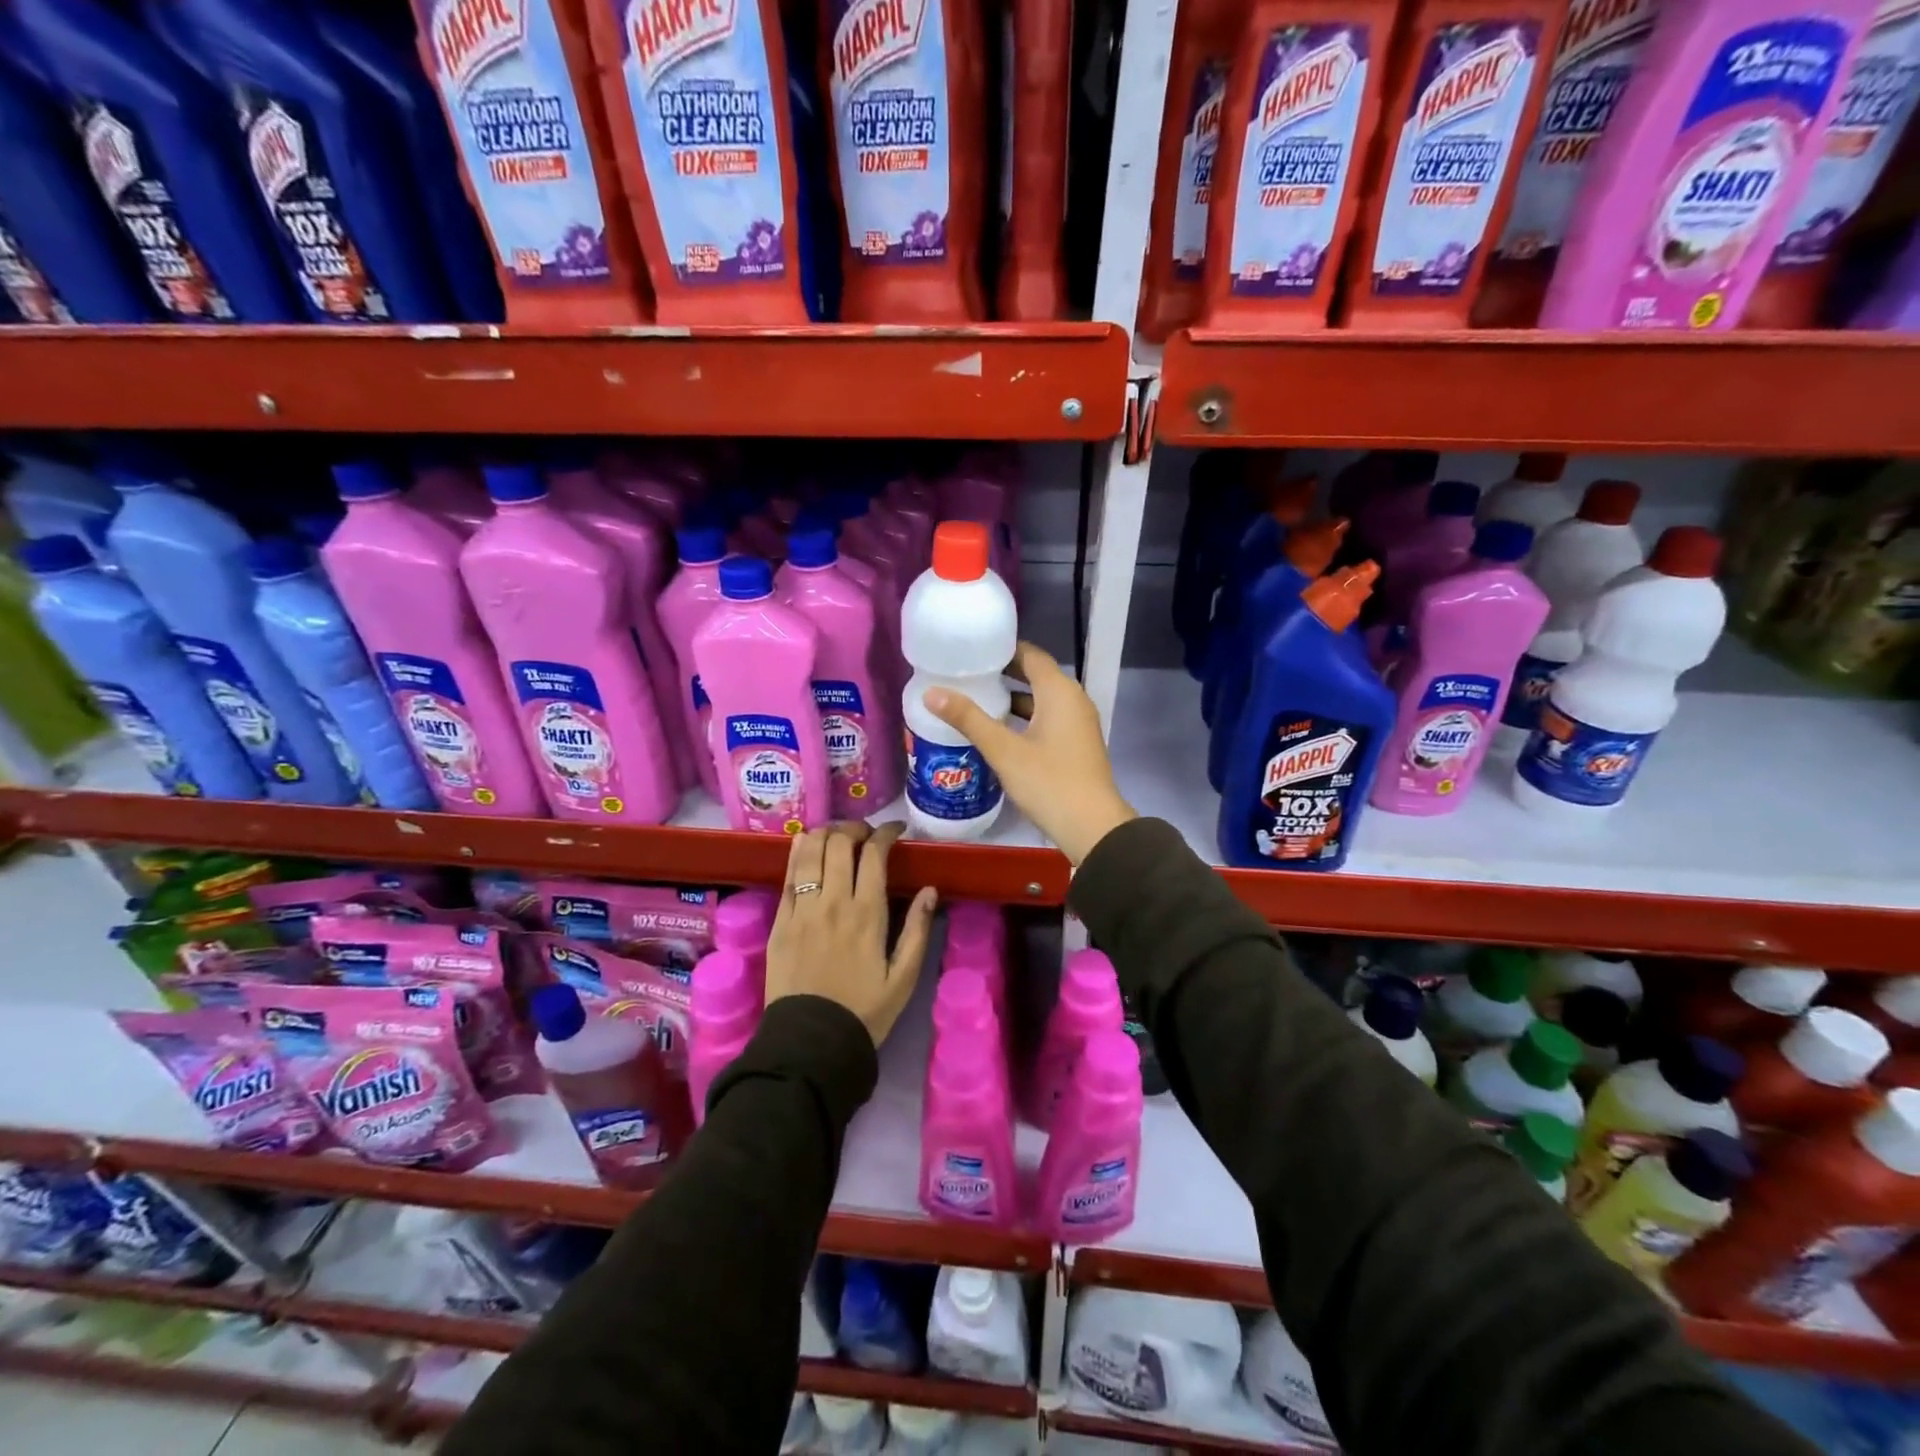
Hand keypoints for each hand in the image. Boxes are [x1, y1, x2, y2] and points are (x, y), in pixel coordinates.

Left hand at [764, 822, 937, 1046]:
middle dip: (855, 828)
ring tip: (836, 835)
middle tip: (865, 834)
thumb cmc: (865, 1011)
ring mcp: (802, 910)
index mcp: (867, 914)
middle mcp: (833, 902)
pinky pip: (787, 876)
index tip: (895, 830)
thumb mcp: (904, 977)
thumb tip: (930, 890)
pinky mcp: (779, 921)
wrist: (811, 1044)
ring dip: (824, 833)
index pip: (874, 854)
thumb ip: (918, 930)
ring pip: (809, 851)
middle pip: (839, 843)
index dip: (885, 832)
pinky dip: (797, 854)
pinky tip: (805, 847)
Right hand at [922, 641, 1136, 865]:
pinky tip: (999, 731)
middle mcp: (1073, 700)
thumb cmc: (1048, 782)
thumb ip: (968, 719)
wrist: (1091, 826)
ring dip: (1012, 698)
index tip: (972, 649)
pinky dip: (1024, 718)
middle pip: (1036, 675)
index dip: (1002, 649)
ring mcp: (1078, 723)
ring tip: (976, 699)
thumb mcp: (1003, 750)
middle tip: (966, 673)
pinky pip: (1048, 718)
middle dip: (1003, 673)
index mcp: (1059, 691)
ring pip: (1041, 700)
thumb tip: (931, 692)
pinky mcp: (1076, 744)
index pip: (1030, 654)